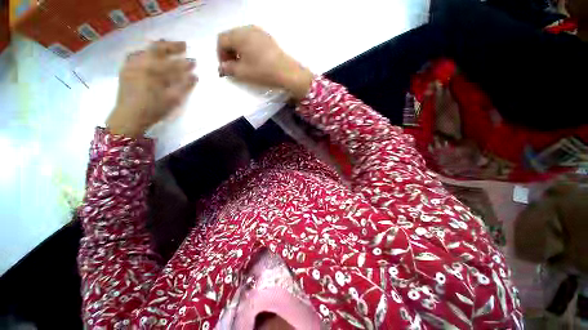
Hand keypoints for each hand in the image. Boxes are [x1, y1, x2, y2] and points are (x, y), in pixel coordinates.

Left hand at [106, 40, 197, 136]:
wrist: (129, 117)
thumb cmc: (153, 109)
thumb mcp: (173, 99)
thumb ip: (184, 86)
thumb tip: (194, 76)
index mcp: (154, 71)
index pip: (173, 63)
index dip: (185, 62)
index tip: (194, 61)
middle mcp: (142, 63)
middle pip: (158, 48)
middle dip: (171, 46)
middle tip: (183, 45)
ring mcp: (131, 65)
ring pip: (146, 50)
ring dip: (158, 47)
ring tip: (166, 47)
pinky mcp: (126, 70)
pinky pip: (135, 55)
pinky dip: (145, 53)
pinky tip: (148, 55)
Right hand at [217, 25, 312, 99]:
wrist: (287, 72)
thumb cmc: (263, 72)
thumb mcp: (242, 73)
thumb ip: (228, 69)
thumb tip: (221, 68)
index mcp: (239, 35)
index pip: (221, 40)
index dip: (220, 54)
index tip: (225, 68)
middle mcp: (248, 29)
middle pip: (231, 37)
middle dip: (229, 52)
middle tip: (233, 67)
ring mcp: (259, 32)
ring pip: (242, 38)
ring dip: (238, 50)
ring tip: (243, 65)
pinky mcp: (268, 38)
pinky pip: (252, 40)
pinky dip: (248, 49)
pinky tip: (253, 60)